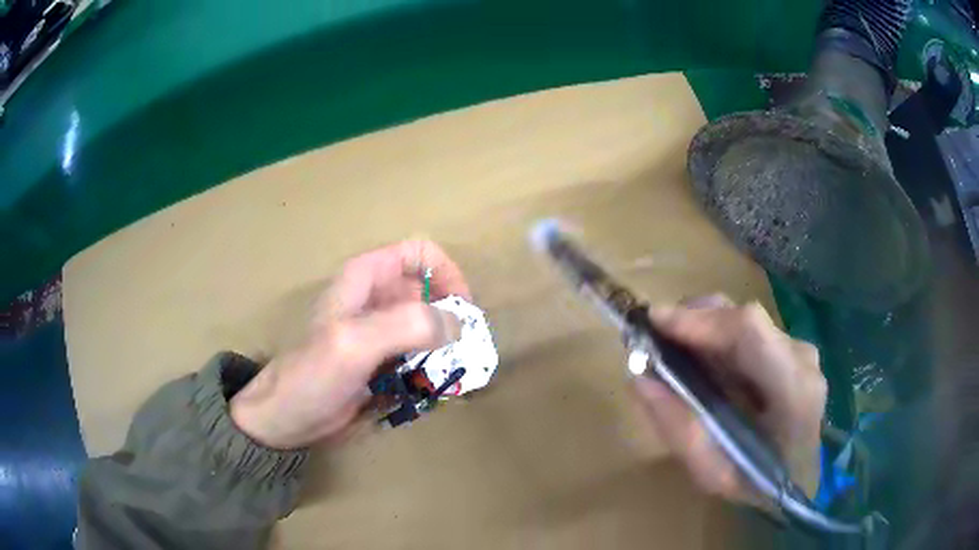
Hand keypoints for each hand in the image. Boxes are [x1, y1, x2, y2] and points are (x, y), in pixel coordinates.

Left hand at [230, 240, 470, 448]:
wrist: (287, 417)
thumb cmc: (313, 375)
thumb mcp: (355, 344)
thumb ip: (407, 326)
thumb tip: (457, 325)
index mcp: (366, 278)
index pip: (420, 254)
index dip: (447, 274)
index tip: (462, 311)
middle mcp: (375, 299)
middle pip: (429, 292)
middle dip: (450, 319)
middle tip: (462, 353)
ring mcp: (379, 332)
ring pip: (427, 327)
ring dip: (444, 349)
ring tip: (450, 376)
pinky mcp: (381, 362)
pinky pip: (418, 356)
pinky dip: (431, 369)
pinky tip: (431, 391)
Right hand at [633, 295, 825, 503]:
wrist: (800, 479)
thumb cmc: (758, 484)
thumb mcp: (712, 474)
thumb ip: (678, 428)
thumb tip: (639, 378)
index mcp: (794, 391)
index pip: (749, 333)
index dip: (700, 321)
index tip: (653, 322)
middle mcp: (802, 359)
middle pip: (746, 318)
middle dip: (695, 318)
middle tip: (655, 337)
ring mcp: (801, 349)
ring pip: (747, 319)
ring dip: (705, 326)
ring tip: (674, 348)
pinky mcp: (792, 348)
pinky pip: (751, 330)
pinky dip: (720, 335)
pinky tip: (702, 357)